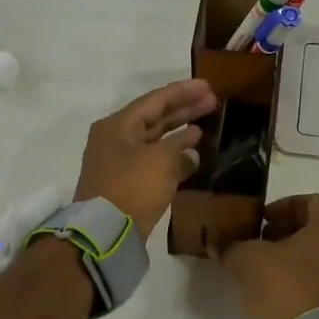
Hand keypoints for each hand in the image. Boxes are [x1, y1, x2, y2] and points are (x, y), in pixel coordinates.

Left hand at [74, 79, 216, 237]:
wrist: (105, 232)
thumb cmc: (132, 187)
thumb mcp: (161, 161)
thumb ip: (179, 148)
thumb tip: (190, 149)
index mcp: (117, 125)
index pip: (155, 100)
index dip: (183, 92)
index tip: (208, 87)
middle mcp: (115, 139)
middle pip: (154, 118)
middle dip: (184, 110)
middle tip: (213, 102)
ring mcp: (119, 162)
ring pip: (154, 140)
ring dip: (179, 133)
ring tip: (205, 125)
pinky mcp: (126, 184)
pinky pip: (153, 161)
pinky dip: (172, 155)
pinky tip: (192, 155)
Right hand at [221, 195, 318, 318]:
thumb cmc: (284, 286)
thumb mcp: (247, 259)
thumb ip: (233, 246)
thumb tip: (220, 245)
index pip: (314, 201)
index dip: (285, 205)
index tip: (262, 219)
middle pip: (316, 230)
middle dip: (285, 232)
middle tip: (258, 242)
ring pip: (318, 257)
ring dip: (291, 258)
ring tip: (261, 269)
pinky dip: (299, 280)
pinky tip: (274, 292)